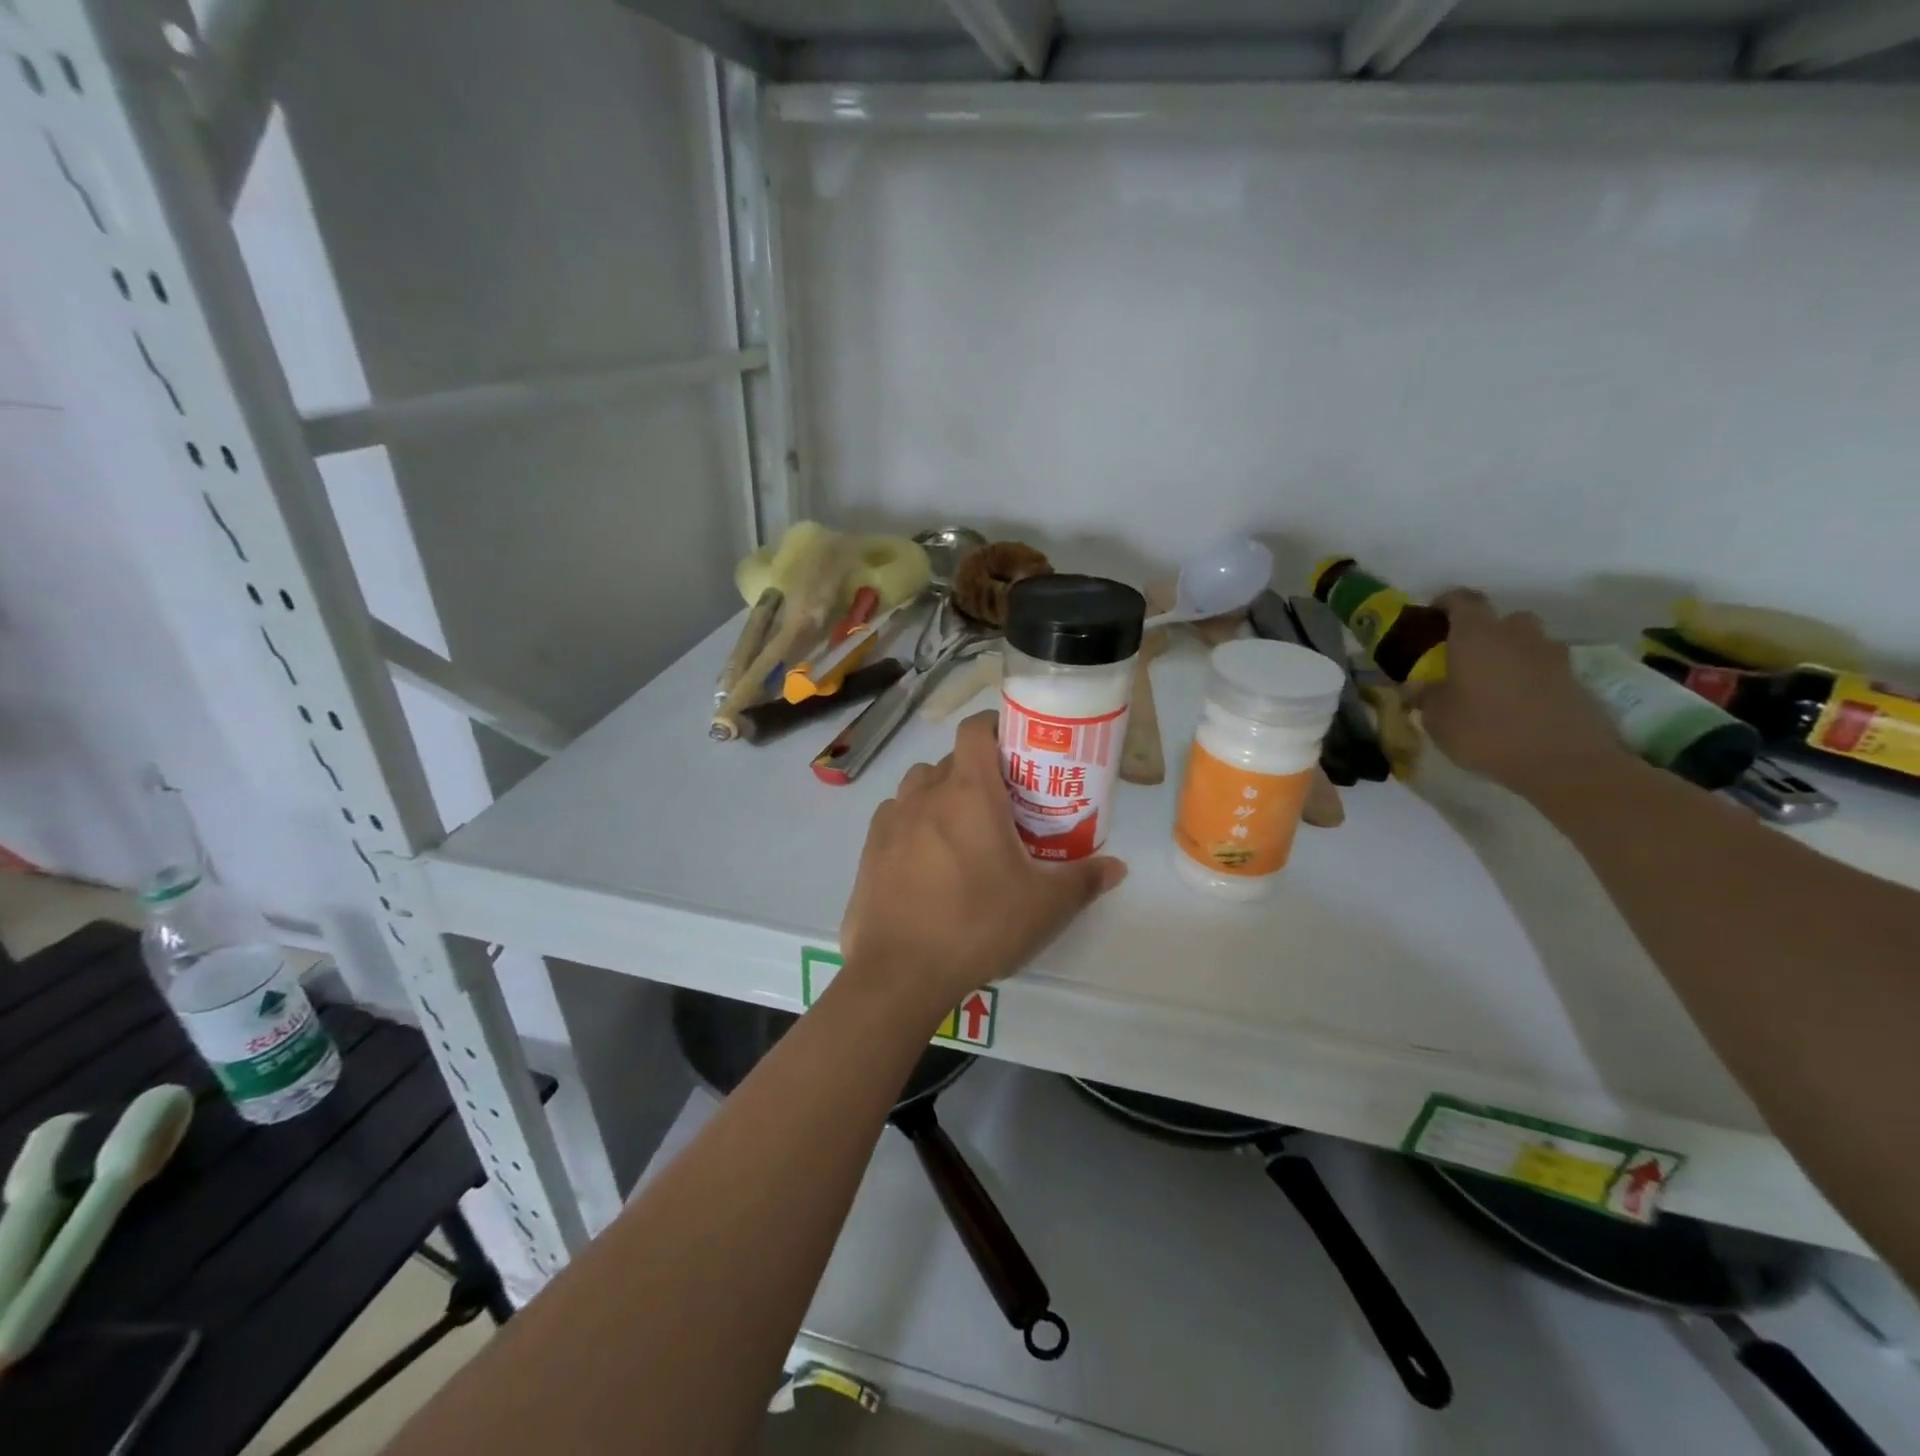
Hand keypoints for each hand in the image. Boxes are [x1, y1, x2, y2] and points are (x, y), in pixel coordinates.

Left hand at [840, 711, 1126, 1016]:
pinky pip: (896, 817)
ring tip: (963, 832)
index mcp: (968, 792)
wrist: (899, 972)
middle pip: (951, 761)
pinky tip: (927, 860)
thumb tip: (1117, 867)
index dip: (995, 727)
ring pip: (919, 786)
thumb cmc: (977, 924)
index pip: (975, 729)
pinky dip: (913, 823)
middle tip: (1003, 806)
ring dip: (941, 795)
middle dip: (977, 773)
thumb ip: (1084, 880)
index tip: (1017, 747)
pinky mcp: (870, 848)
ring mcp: (891, 820)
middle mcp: (925, 793)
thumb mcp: (1044, 906)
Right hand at [1418, 589, 1625, 797]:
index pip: (1462, 600)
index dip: (1445, 603)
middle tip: (1463, 656)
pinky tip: (1515, 704)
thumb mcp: (1437, 718)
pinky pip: (1543, 668)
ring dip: (1509, 653)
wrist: (1563, 760)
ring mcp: (1551, 655)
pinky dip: (1529, 677)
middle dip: (1482, 631)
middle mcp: (1516, 635)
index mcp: (1476, 635)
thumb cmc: (1485, 731)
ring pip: (1526, 642)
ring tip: (1491, 682)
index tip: (1431, 617)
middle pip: (1500, 619)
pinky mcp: (1574, 679)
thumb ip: (1425, 695)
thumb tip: (1417, 686)